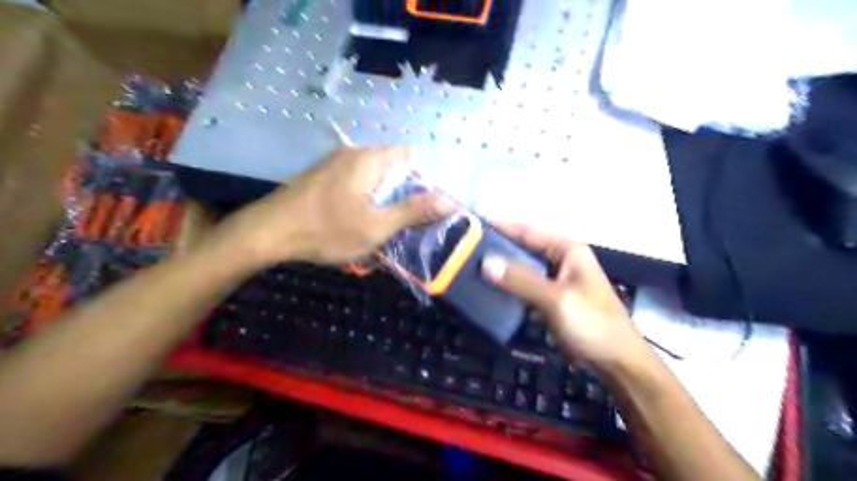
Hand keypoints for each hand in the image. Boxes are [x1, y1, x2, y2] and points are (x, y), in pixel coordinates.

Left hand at [205, 146, 453, 267]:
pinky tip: (352, 221)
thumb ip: (413, 211)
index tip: (419, 208)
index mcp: (369, 160)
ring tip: (377, 226)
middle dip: (401, 194)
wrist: (267, 233)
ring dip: (381, 199)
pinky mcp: (320, 176)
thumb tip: (449, 200)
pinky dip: (362, 199)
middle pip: (391, 166)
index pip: (409, 157)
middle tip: (399, 223)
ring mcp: (332, 163)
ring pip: (371, 176)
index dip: (421, 180)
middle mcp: (352, 153)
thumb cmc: (326, 230)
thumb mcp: (376, 226)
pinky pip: (353, 182)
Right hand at [481, 223, 649, 370]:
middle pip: (522, 249)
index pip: (528, 231)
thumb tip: (485, 263)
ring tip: (469, 269)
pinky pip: (523, 288)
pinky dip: (507, 289)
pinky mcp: (548, 300)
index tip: (472, 227)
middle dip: (496, 250)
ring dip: (500, 271)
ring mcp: (553, 281)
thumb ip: (520, 280)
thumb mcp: (556, 299)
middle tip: (464, 252)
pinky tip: (486, 291)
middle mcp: (559, 260)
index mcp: (567, 250)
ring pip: (521, 270)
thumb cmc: (592, 323)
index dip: (501, 227)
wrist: (616, 362)